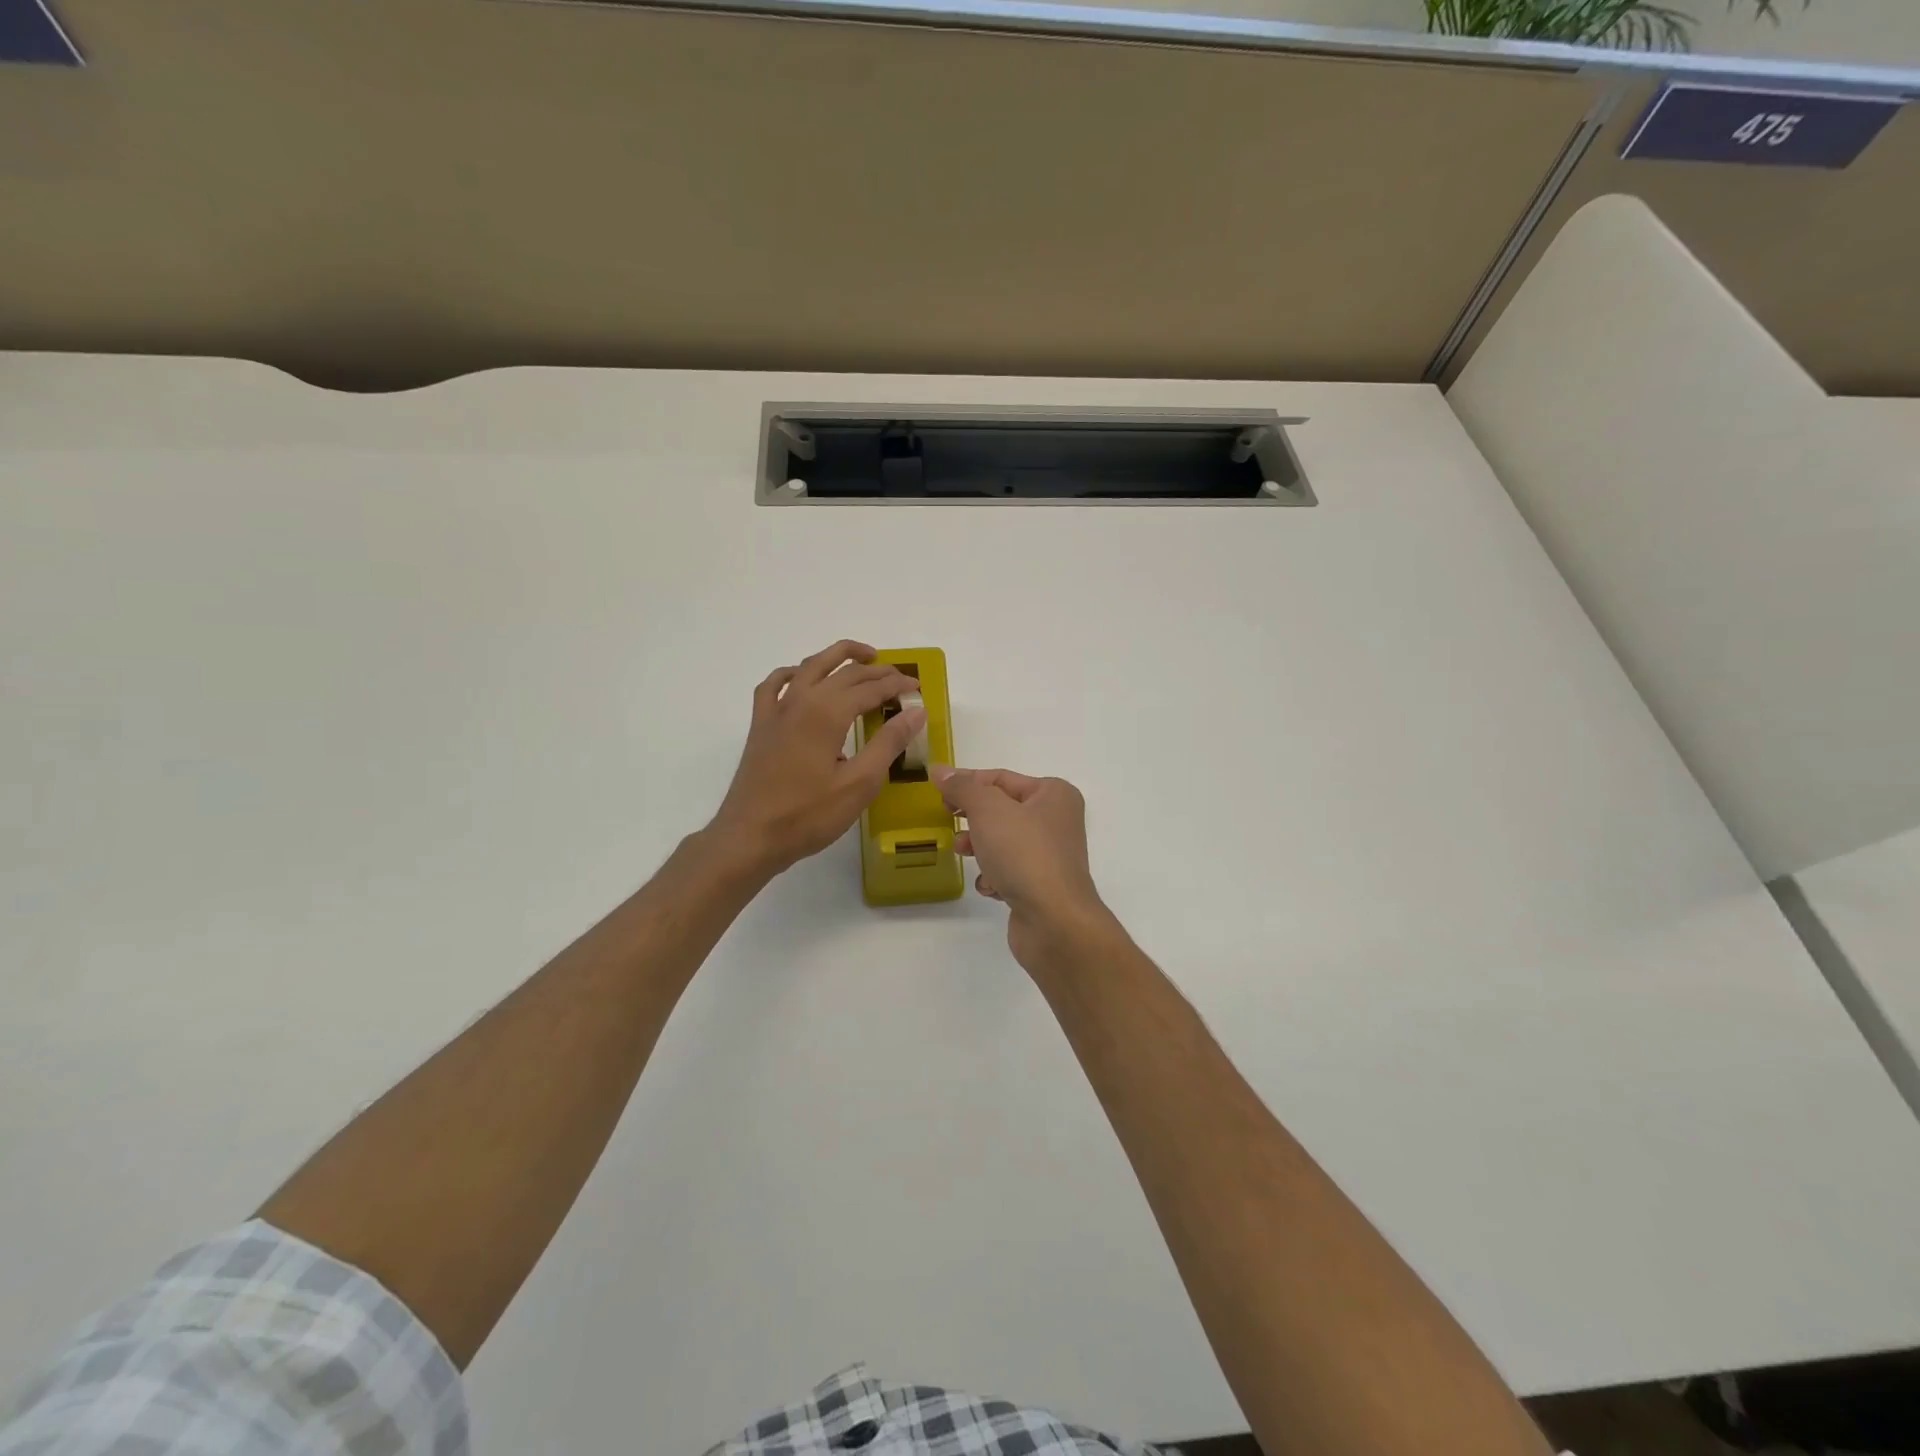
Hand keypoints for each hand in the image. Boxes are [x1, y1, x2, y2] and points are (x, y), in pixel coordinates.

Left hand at [708, 640, 924, 876]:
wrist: (750, 836)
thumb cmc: (808, 815)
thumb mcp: (859, 784)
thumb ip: (889, 743)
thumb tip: (916, 711)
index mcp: (827, 712)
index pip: (871, 687)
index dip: (897, 685)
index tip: (918, 689)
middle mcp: (801, 700)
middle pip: (844, 672)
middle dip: (876, 671)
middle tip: (900, 678)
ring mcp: (776, 709)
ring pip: (810, 666)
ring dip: (838, 657)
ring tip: (863, 658)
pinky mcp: (761, 724)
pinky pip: (775, 684)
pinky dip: (794, 673)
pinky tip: (802, 678)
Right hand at [931, 765, 1114, 971]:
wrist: (1054, 920)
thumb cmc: (1023, 853)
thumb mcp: (987, 810)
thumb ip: (962, 787)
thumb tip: (940, 770)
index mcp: (1053, 794)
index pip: (1001, 778)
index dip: (967, 782)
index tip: (938, 792)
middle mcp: (1057, 820)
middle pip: (1002, 810)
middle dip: (973, 817)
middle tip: (948, 820)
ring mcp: (1050, 855)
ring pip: (1003, 841)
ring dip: (980, 847)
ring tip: (963, 853)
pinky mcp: (1041, 886)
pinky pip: (1010, 871)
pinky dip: (995, 876)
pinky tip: (991, 886)